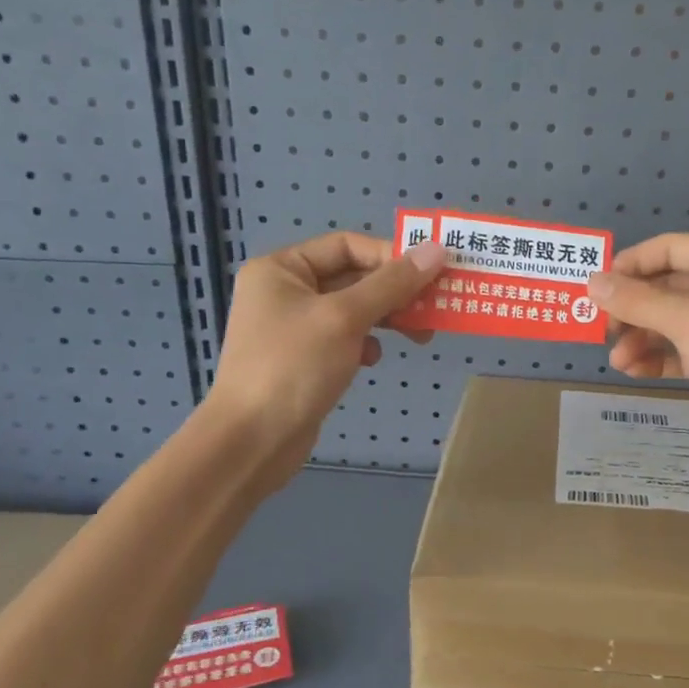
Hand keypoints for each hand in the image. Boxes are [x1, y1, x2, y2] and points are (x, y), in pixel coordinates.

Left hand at [206, 232, 445, 492]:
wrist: (252, 441)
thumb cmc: (294, 367)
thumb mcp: (346, 318)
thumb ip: (392, 283)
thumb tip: (436, 249)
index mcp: (281, 269)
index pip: (347, 245)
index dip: (390, 256)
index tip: (431, 274)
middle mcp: (284, 291)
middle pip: (353, 277)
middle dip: (395, 292)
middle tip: (435, 307)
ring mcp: (293, 328)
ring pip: (353, 310)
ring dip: (388, 318)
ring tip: (421, 335)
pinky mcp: (303, 360)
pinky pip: (344, 339)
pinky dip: (365, 344)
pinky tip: (372, 360)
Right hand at [588, 235, 688, 491]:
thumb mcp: (688, 321)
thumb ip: (637, 300)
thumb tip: (591, 281)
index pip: (669, 248)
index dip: (630, 264)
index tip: (594, 288)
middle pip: (667, 285)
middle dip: (632, 308)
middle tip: (602, 330)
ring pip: (672, 321)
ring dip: (642, 337)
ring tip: (617, 360)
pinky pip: (684, 349)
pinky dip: (659, 357)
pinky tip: (635, 372)